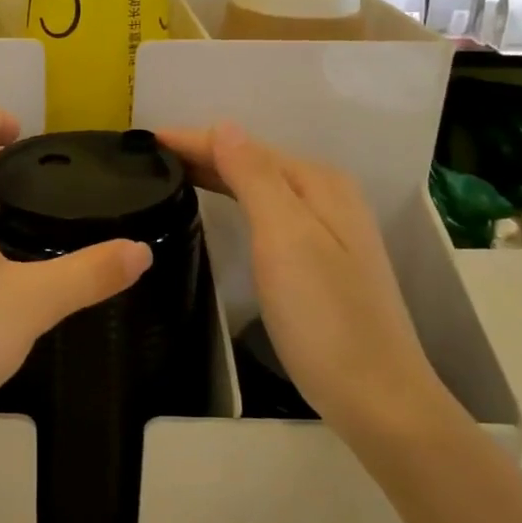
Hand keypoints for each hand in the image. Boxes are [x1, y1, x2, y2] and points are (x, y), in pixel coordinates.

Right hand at [155, 122, 451, 438]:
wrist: (376, 396)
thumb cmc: (324, 316)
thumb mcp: (285, 238)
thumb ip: (255, 178)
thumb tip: (225, 126)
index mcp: (318, 184)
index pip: (244, 147)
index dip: (195, 140)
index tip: (145, 139)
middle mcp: (327, 197)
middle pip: (254, 163)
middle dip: (203, 153)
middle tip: (149, 157)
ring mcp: (327, 231)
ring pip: (260, 188)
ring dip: (218, 175)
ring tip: (172, 174)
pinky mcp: (320, 261)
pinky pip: (267, 212)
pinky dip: (236, 201)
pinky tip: (219, 208)